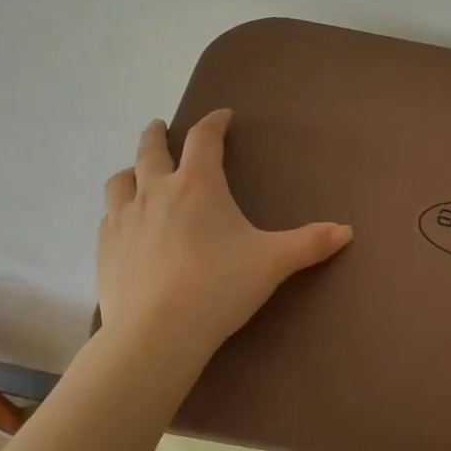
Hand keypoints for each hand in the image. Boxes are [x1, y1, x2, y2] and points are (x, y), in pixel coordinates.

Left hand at [97, 110, 352, 362]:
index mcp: (198, 185)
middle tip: (160, 126)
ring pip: (120, 181)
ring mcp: (124, 220)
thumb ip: (310, 243)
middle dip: (158, 134)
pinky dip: (118, 210)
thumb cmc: (219, 286)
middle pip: (150, 150)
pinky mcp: (104, 249)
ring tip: (138, 173)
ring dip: (131, 170)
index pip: (204, 138)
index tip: (222, 116)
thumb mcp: (273, 262)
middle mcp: (156, 192)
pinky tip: (125, 223)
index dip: (214, 122)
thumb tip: (346, 231)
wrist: (157, 334)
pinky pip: (108, 217)